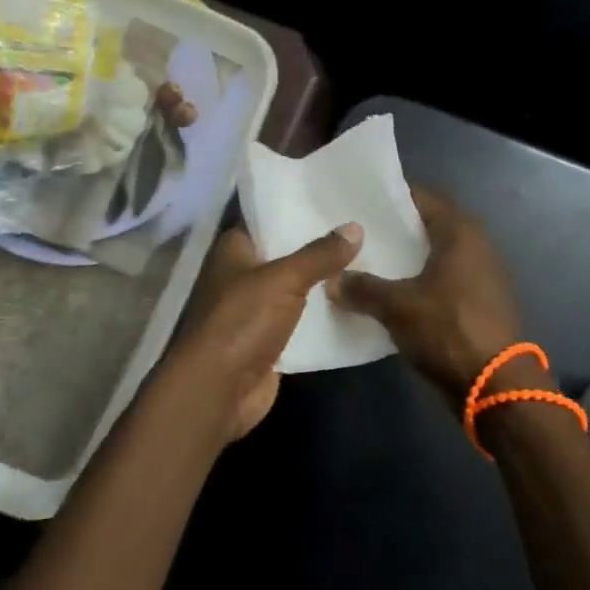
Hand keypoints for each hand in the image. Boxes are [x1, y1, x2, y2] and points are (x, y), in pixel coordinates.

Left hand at [153, 222, 362, 443]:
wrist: (219, 390)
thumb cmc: (241, 321)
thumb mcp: (283, 279)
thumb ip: (319, 254)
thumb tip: (356, 226)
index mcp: (234, 250)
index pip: (267, 219)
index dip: (297, 208)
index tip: (335, 199)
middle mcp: (242, 275)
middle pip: (286, 254)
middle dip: (320, 246)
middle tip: (364, 228)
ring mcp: (255, 310)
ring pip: (296, 288)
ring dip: (325, 282)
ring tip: (370, 260)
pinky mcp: (269, 340)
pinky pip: (301, 320)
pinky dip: (323, 315)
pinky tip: (356, 301)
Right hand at [329, 187, 526, 410]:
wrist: (496, 385)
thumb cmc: (447, 330)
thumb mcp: (396, 307)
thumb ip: (362, 288)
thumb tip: (332, 281)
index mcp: (459, 231)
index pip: (420, 197)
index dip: (389, 198)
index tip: (358, 202)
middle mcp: (476, 244)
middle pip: (428, 225)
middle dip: (395, 229)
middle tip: (357, 233)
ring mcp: (481, 273)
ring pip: (435, 254)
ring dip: (407, 257)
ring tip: (369, 262)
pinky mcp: (480, 300)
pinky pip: (443, 278)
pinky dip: (420, 279)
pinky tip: (393, 292)